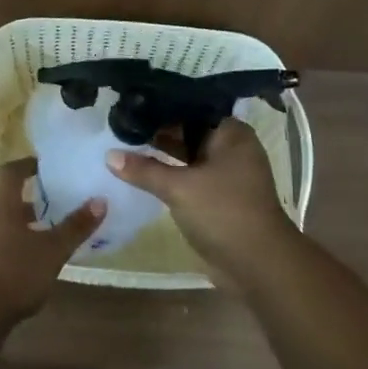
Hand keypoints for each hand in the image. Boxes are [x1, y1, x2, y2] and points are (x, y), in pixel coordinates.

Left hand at [0, 160, 105, 325]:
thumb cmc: (12, 271)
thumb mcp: (51, 250)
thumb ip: (75, 227)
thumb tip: (100, 200)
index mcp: (0, 204)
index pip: (10, 172)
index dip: (26, 165)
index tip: (43, 166)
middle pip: (5, 201)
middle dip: (28, 202)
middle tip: (53, 205)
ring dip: (20, 229)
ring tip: (45, 239)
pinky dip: (11, 251)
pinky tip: (28, 269)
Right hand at [105, 119, 294, 285]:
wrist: (258, 266)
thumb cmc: (223, 212)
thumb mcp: (179, 187)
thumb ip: (144, 169)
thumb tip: (109, 155)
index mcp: (231, 133)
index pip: (192, 107)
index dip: (162, 105)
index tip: (132, 102)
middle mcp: (231, 148)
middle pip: (189, 131)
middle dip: (159, 129)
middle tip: (122, 121)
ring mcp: (226, 174)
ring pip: (187, 155)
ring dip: (162, 153)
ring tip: (124, 142)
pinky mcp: (218, 197)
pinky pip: (189, 176)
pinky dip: (170, 173)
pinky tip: (141, 170)